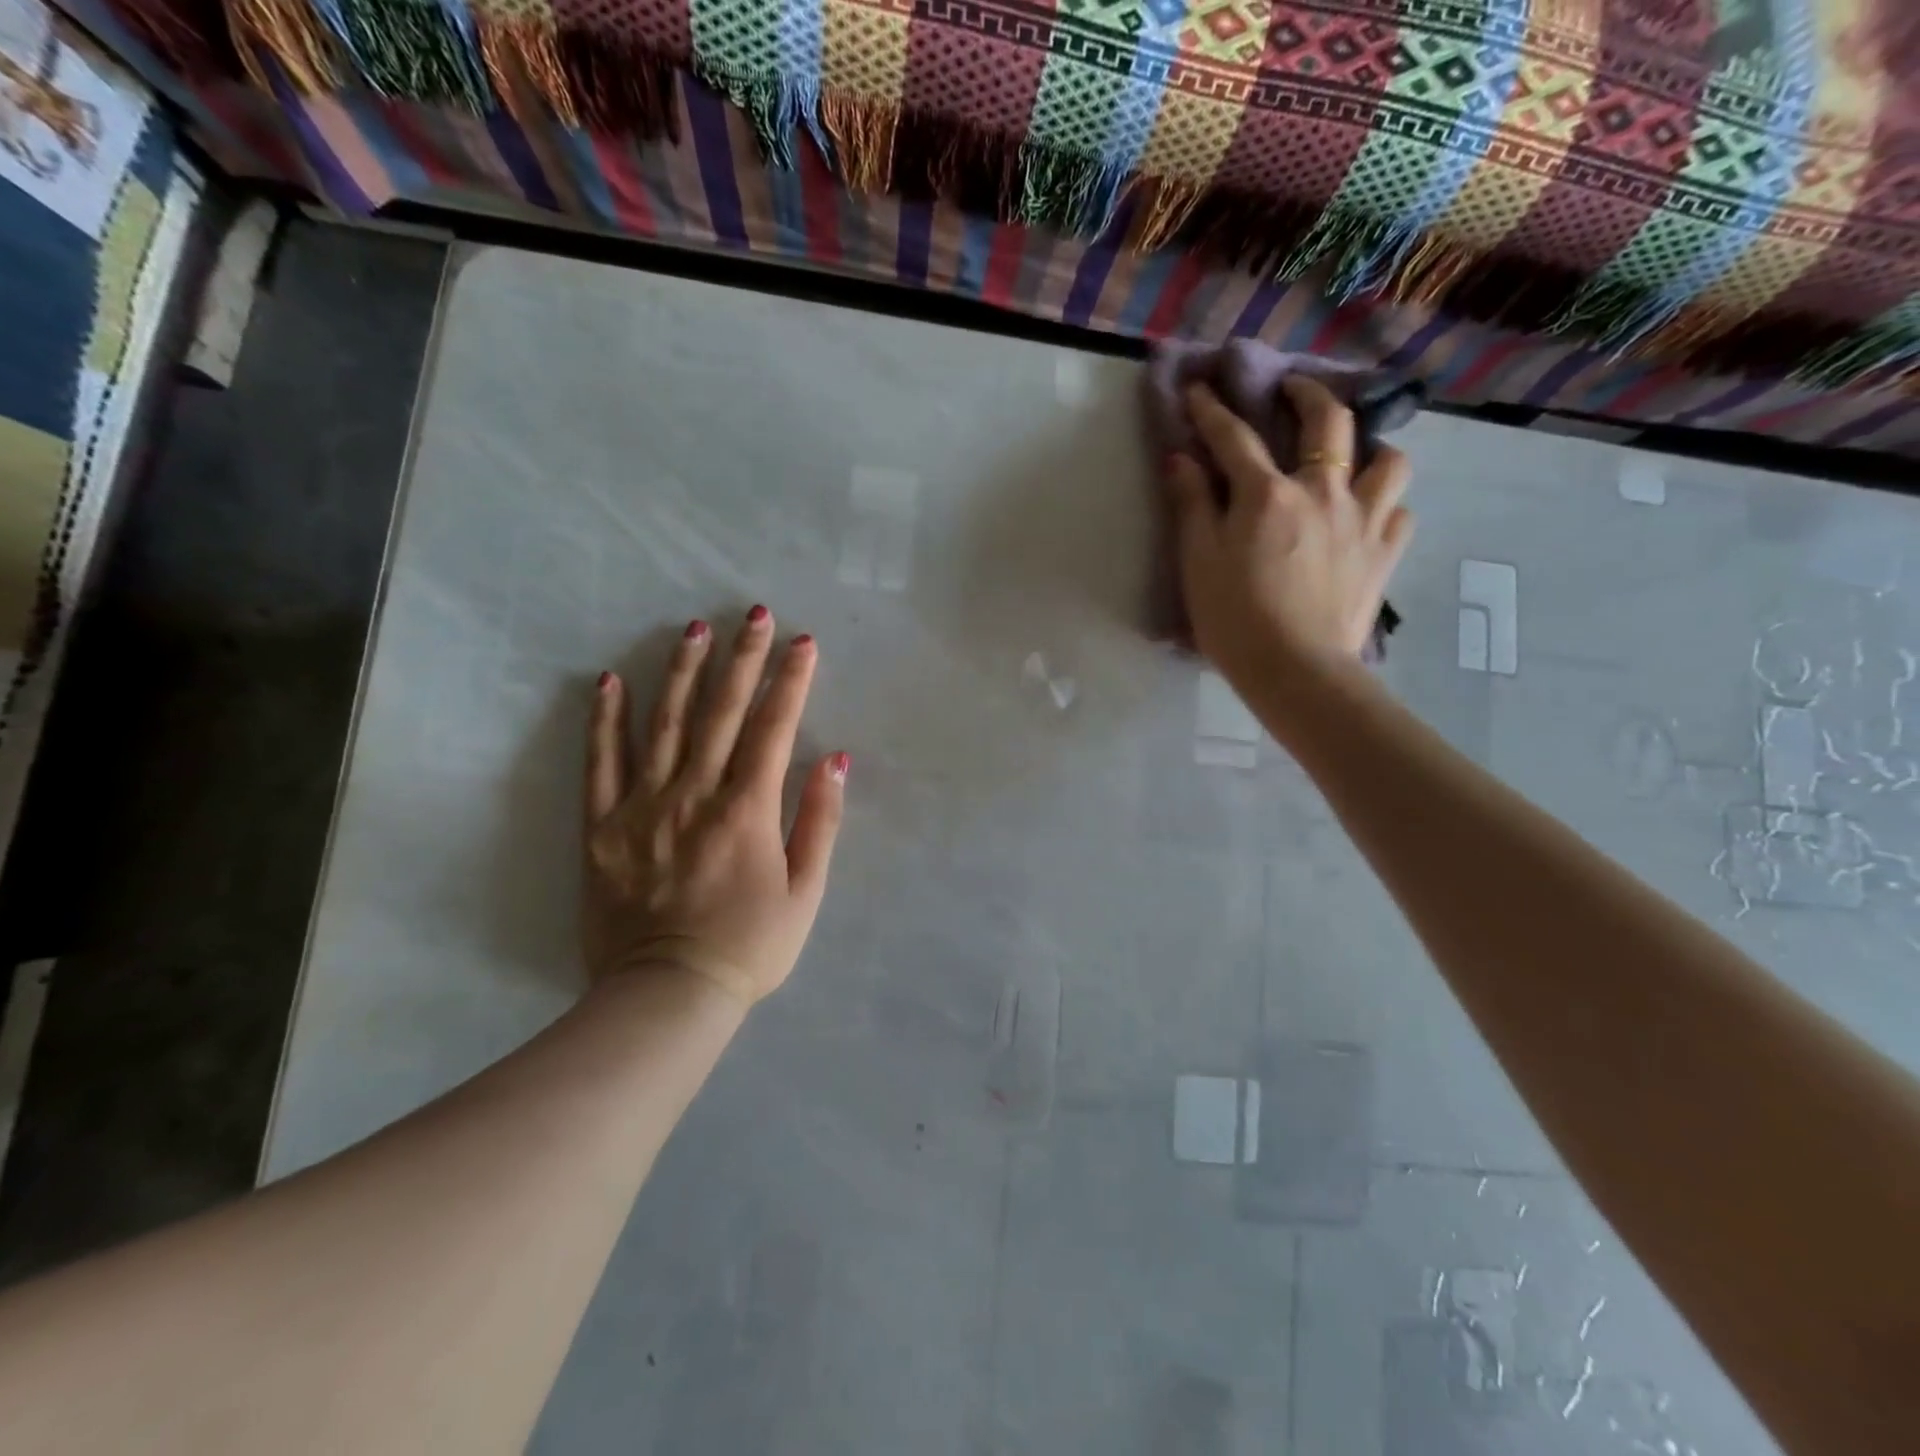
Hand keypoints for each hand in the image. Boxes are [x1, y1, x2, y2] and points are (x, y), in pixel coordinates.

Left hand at [583, 607, 847, 1006]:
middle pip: (722, 712)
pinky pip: (600, 764)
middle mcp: (695, 794)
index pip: (774, 727)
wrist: (666, 996)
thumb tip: (836, 760)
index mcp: (747, 809)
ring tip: (693, 629)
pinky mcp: (603, 827)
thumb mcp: (805, 892)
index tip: (803, 642)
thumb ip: (820, 821)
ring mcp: (643, 806)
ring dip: (680, 672)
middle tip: (753, 613)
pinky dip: (605, 721)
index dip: (791, 681)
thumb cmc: (749, 946)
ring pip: (663, 724)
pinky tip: (609, 682)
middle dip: (742, 658)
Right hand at [1167, 378, 1413, 693]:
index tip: (1200, 389)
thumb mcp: (1198, 561)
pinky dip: (1385, 507)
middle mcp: (1323, 492)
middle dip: (1308, 394)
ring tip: (1354, 457)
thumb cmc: (1234, 618)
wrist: (1295, 670)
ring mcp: (1364, 520)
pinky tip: (1370, 517)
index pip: (1234, 438)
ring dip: (1369, 448)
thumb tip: (1181, 457)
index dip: (1212, 410)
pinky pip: (1399, 513)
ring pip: (1386, 460)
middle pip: (1328, 422)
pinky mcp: (1385, 554)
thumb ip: (1191, 504)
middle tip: (1293, 390)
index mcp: (1268, 494)